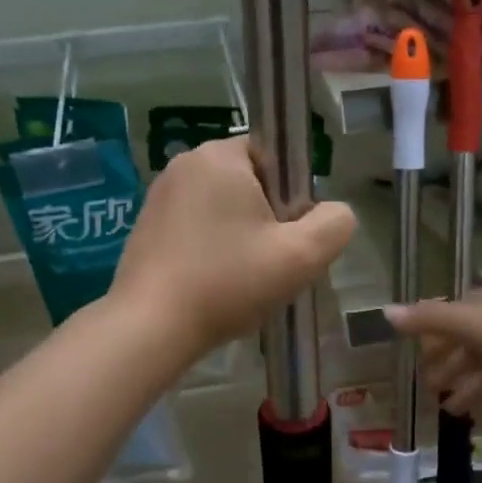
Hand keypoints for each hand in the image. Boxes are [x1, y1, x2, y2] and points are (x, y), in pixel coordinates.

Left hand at [110, 137, 355, 360]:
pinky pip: (196, 225)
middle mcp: (185, 164)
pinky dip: (211, 247)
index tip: (287, 234)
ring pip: (222, 206)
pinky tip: (212, 282)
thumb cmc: (228, 282)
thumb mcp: (302, 256)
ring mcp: (160, 194)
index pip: (275, 156)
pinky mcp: (146, 224)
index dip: (292, 195)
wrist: (150, 327)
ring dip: (239, 235)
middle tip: (269, 262)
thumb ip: (335, 224)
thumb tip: (334, 213)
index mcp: (220, 156)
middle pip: (249, 182)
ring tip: (240, 278)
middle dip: (267, 218)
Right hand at [387, 283, 481, 417]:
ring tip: (457, 413)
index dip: (435, 342)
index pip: (453, 319)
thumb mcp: (470, 324)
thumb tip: (385, 312)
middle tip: (433, 395)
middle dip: (452, 370)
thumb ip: (428, 320)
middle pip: (472, 347)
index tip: (420, 365)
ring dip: (474, 390)